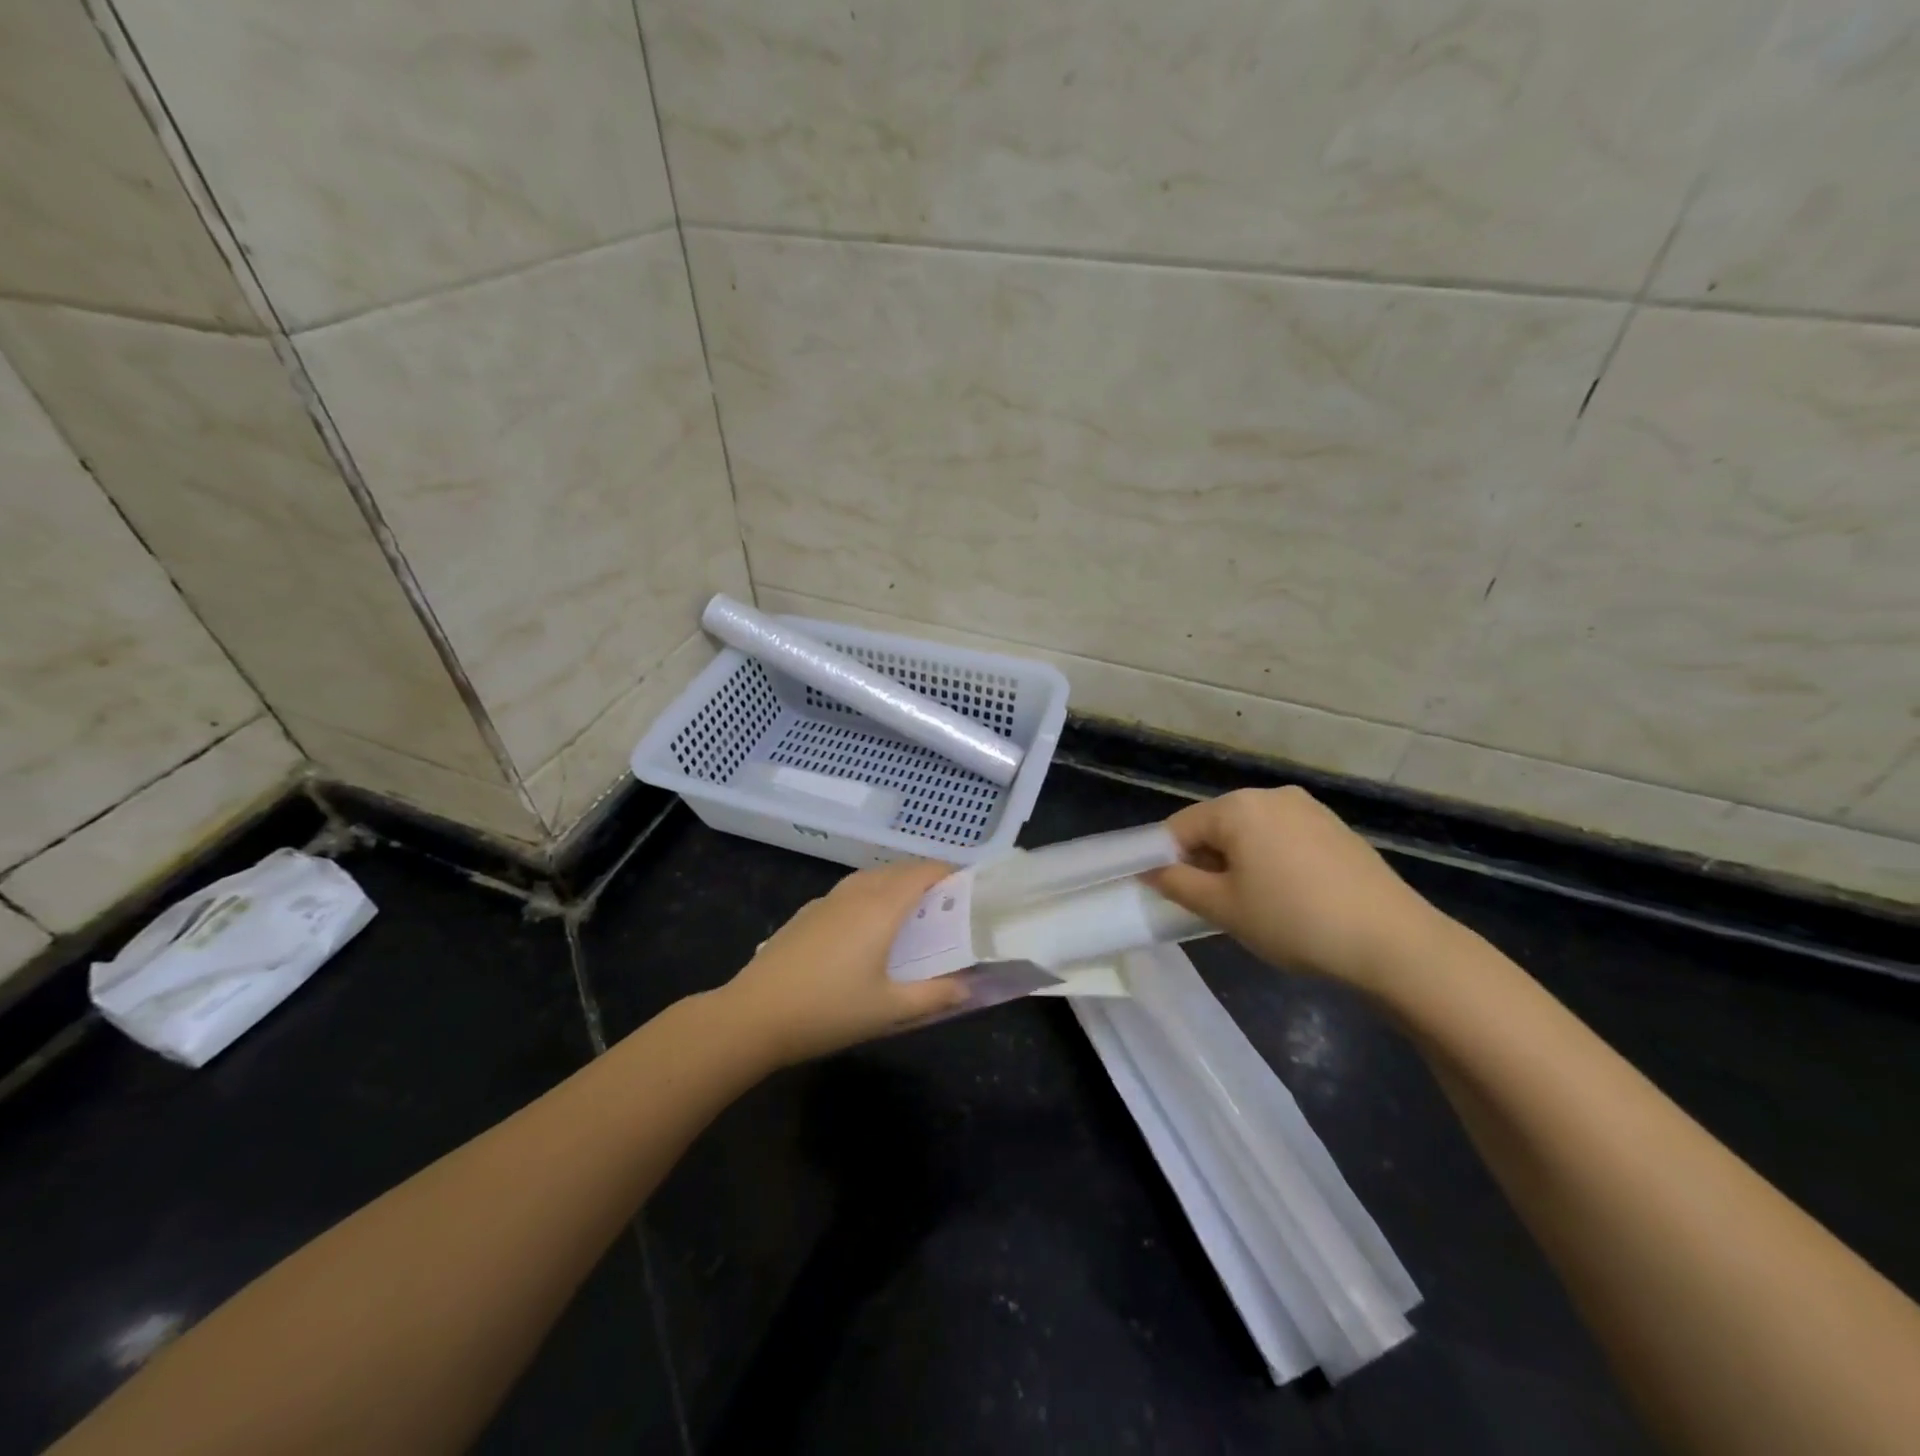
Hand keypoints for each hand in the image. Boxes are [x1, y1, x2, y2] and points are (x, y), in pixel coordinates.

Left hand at [719, 860, 970, 1066]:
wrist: (754, 1015)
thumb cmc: (829, 1011)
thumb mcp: (889, 1010)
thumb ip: (934, 995)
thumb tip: (970, 985)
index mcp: (881, 907)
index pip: (923, 872)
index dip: (949, 872)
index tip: (969, 886)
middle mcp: (857, 893)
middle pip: (898, 870)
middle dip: (926, 877)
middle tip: (947, 903)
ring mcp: (827, 900)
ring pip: (872, 877)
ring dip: (896, 883)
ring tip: (911, 910)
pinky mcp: (807, 912)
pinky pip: (850, 890)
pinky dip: (871, 894)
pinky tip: (866, 925)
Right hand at [1145, 787, 1449, 994]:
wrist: (1393, 942)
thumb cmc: (1293, 920)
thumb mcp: (1224, 908)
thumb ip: (1178, 884)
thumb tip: (1150, 871)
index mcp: (1238, 807)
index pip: (1179, 827)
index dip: (1166, 859)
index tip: (1171, 894)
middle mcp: (1271, 796)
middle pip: (1217, 824)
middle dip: (1206, 860)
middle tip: (1213, 904)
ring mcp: (1309, 809)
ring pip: (1252, 832)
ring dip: (1239, 861)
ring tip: (1254, 904)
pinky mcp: (1336, 828)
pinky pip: (1284, 837)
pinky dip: (1272, 860)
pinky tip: (1289, 896)